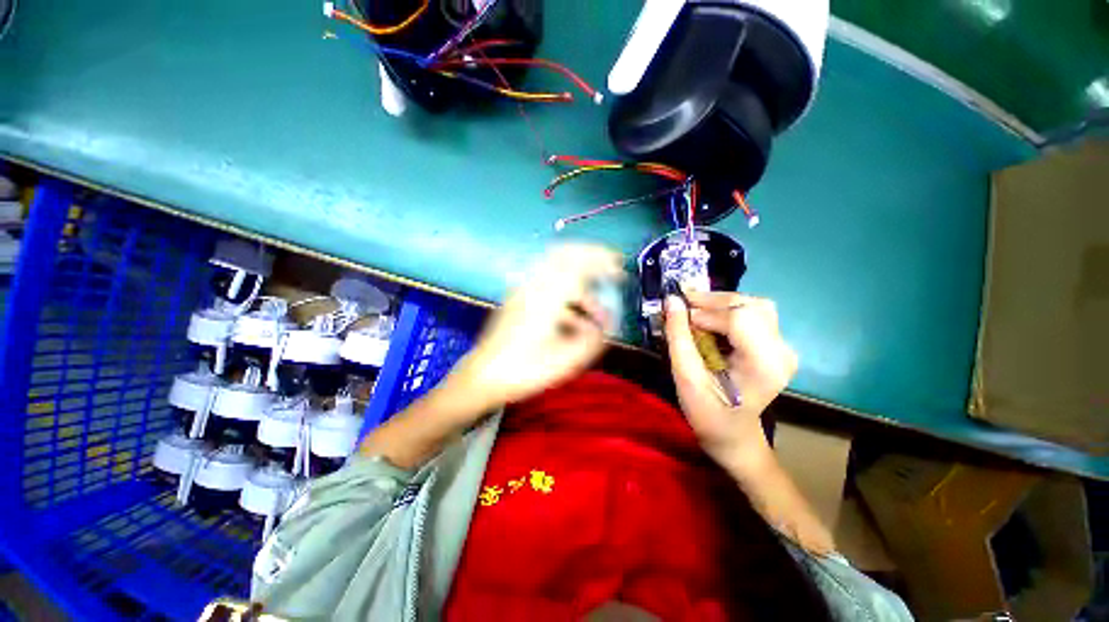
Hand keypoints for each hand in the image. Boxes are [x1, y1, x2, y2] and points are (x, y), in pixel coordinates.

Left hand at [448, 243, 624, 411]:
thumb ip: (592, 339)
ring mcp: (522, 289)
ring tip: (592, 302)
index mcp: (547, 298)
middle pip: (565, 253)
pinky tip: (572, 313)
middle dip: (591, 255)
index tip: (620, 270)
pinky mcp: (517, 297)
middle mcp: (534, 286)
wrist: (483, 376)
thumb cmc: (525, 371)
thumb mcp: (566, 361)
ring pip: (555, 265)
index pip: (579, 264)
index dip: (603, 262)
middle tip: (611, 267)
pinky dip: (565, 285)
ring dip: (578, 274)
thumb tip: (606, 325)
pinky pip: (545, 278)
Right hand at [664, 291, 797, 465]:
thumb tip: (671, 300)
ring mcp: (782, 347)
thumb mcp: (685, 377)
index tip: (679, 317)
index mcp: (764, 364)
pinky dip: (727, 311)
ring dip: (720, 304)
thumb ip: (678, 337)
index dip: (706, 311)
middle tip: (683, 306)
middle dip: (712, 301)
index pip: (739, 319)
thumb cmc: (707, 412)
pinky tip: (709, 321)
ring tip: (695, 312)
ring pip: (753, 306)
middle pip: (751, 306)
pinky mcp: (775, 345)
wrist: (732, 434)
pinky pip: (753, 314)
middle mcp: (781, 351)